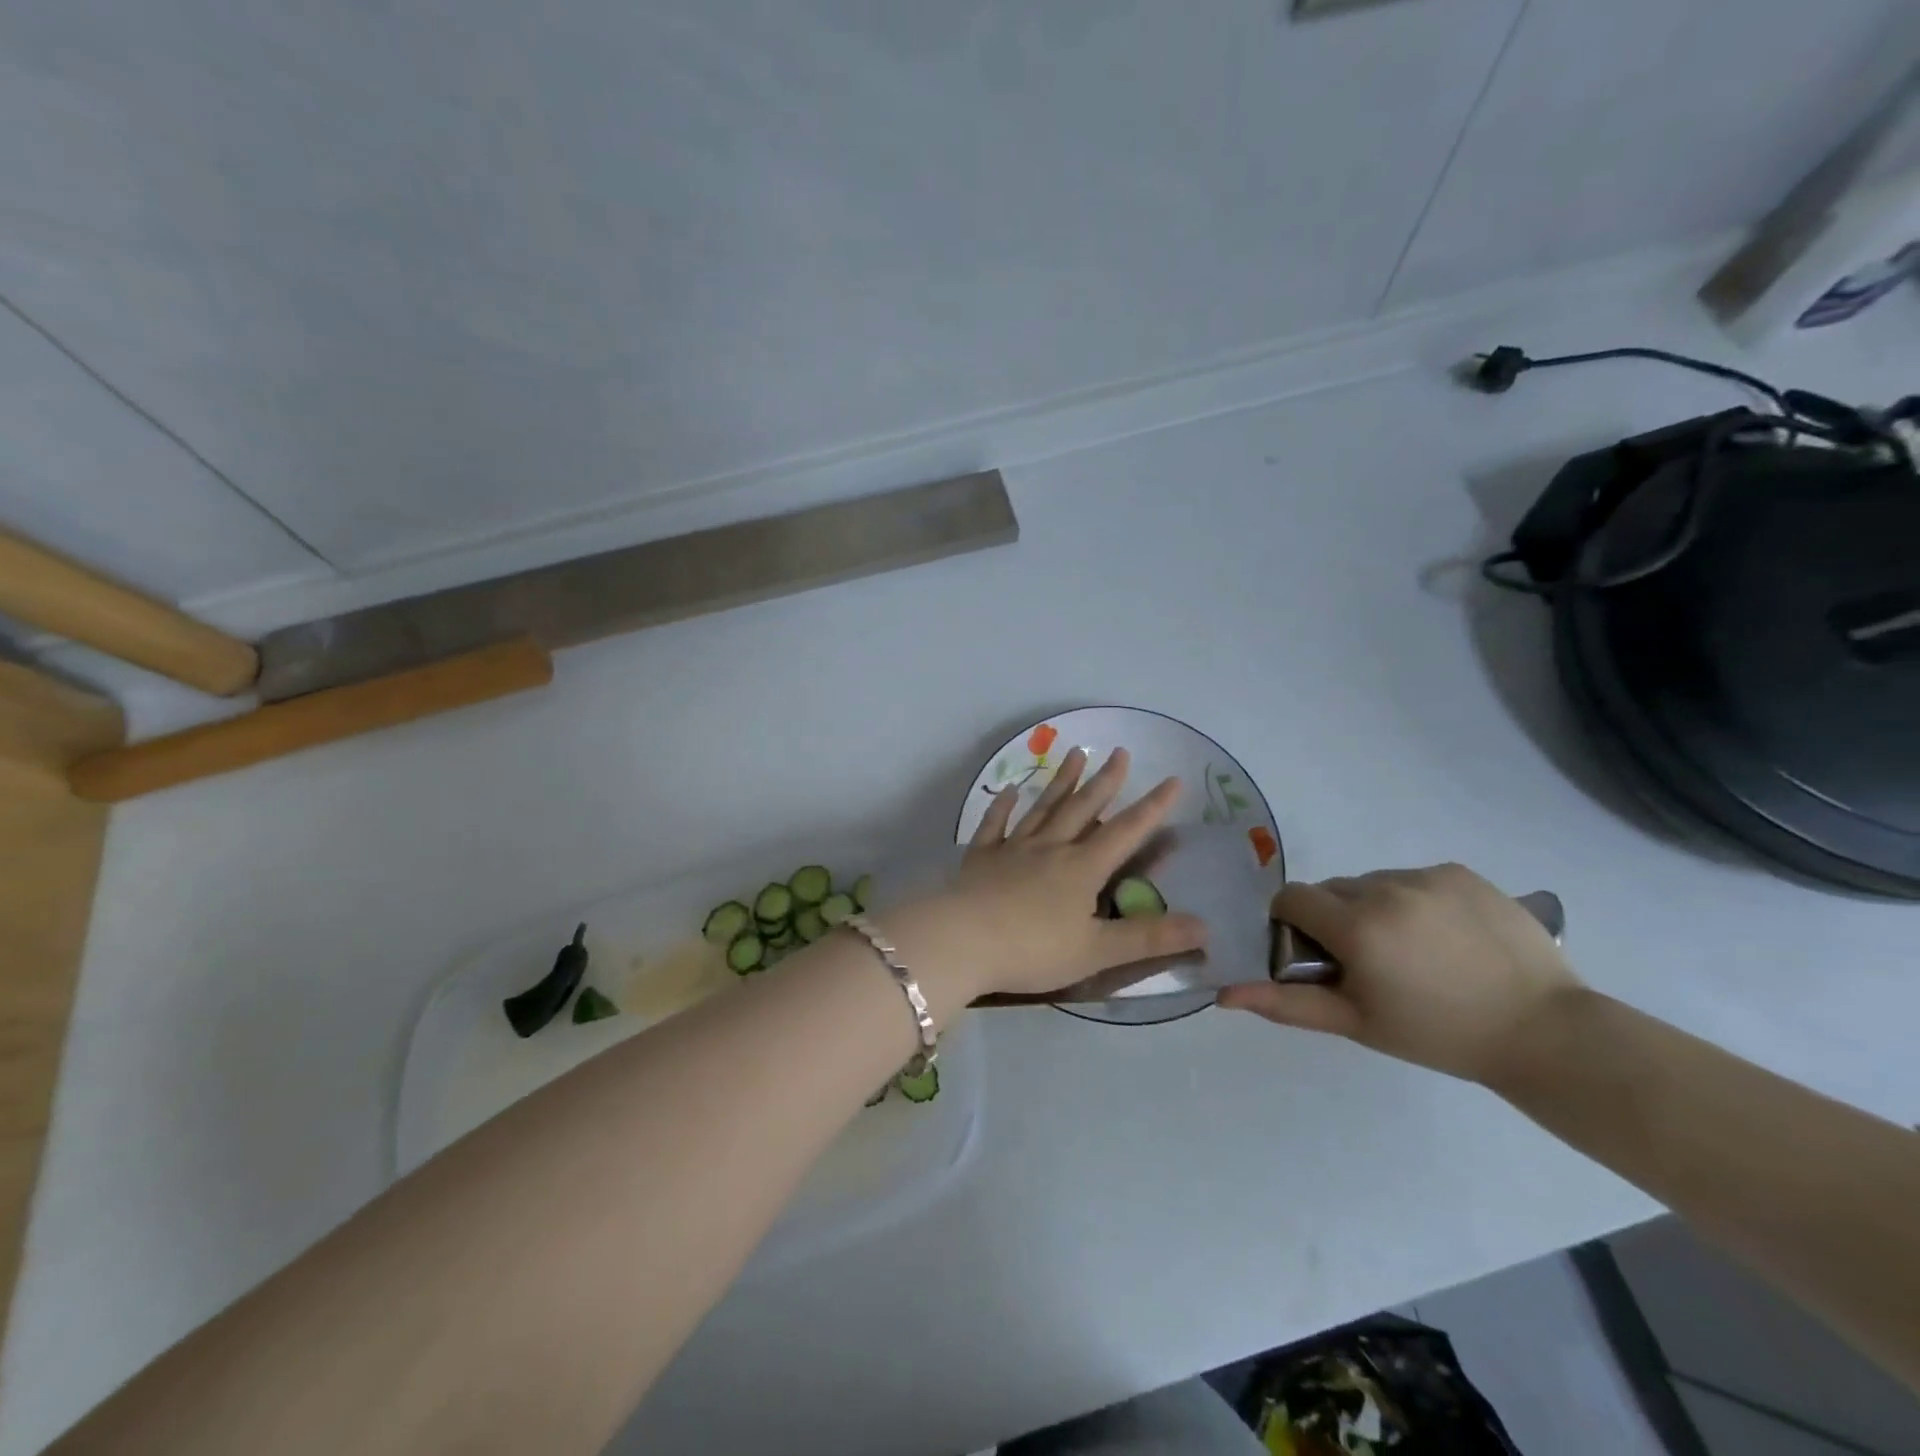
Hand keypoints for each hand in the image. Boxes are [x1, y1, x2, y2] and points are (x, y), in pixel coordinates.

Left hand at [900, 747, 1207, 1008]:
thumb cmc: (1033, 950)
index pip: (1126, 832)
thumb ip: (1149, 939)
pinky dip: (1003, 807)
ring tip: (1074, 754)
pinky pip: (995, 825)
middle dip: (1106, 781)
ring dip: (1061, 782)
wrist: (962, 942)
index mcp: (1082, 869)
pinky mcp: (981, 857)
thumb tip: (1205, 927)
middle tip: (1120, 752)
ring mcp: (1013, 849)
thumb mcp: (1098, 951)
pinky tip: (1009, 791)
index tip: (1172, 780)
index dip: (1153, 807)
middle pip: (1083, 808)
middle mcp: (1050, 848)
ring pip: (1043, 808)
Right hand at [1217, 863, 1580, 1083]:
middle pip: (1332, 889)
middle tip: (1370, 961)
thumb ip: (1286, 1003)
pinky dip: (1415, 900)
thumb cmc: (1438, 1034)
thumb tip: (1224, 993)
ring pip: (1373, 882)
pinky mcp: (1461, 872)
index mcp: (1356, 926)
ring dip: (1375, 907)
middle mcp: (1385, 888)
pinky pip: (1414, 878)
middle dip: (1336, 918)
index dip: (1294, 924)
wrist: (1545, 1033)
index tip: (1319, 955)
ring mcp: (1427, 876)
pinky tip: (1445, 936)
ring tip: (1414, 950)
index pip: (1292, 898)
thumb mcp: (1356, 1022)